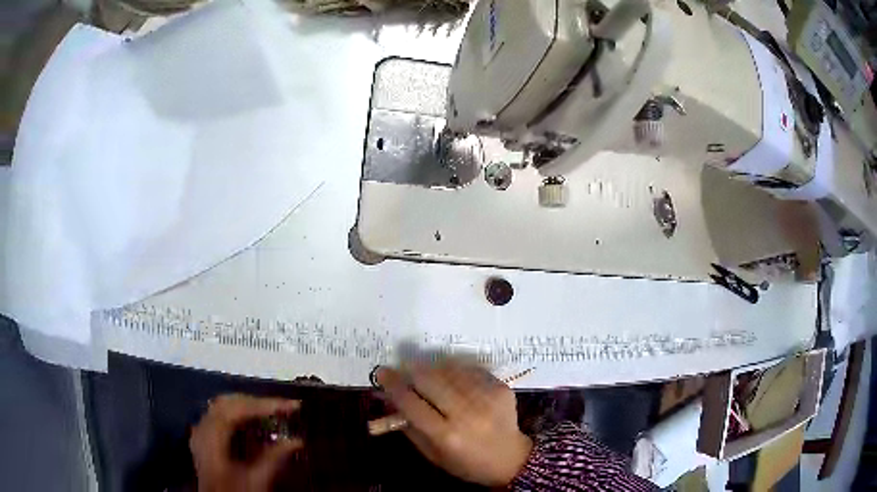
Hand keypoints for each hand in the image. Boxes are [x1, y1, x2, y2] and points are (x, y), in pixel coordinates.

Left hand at [190, 394, 301, 491]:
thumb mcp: (256, 481)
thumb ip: (274, 459)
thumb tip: (297, 440)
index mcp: (212, 438)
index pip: (237, 409)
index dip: (265, 405)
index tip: (292, 406)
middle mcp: (202, 429)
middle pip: (229, 403)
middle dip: (257, 402)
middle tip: (283, 407)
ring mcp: (200, 432)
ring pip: (223, 406)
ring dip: (248, 406)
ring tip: (272, 410)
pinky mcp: (203, 438)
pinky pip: (219, 414)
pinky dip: (238, 413)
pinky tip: (251, 420)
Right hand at [376, 361, 532, 486]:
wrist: (511, 459)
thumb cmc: (466, 463)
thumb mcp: (432, 454)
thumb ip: (409, 426)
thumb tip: (388, 399)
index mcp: (446, 436)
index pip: (411, 403)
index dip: (393, 385)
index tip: (382, 372)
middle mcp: (467, 414)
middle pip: (429, 379)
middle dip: (411, 371)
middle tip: (404, 370)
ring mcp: (486, 398)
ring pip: (449, 370)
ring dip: (433, 369)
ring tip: (429, 376)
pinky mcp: (500, 388)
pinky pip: (470, 370)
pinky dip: (456, 372)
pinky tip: (453, 380)